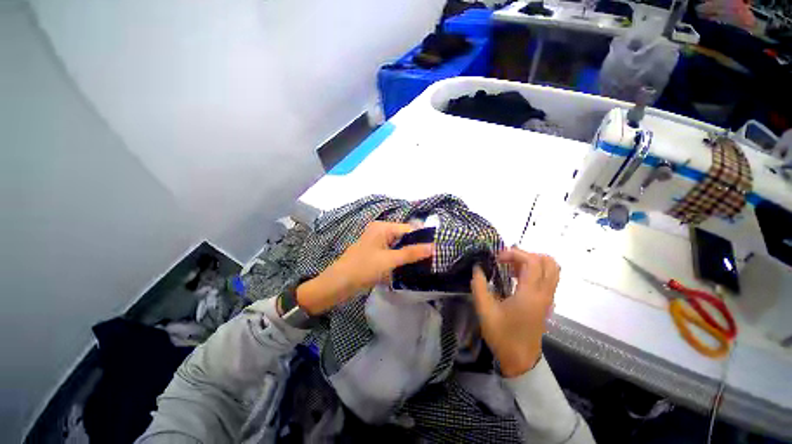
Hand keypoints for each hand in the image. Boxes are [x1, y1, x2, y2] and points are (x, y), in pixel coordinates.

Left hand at [296, 221, 433, 314]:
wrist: (338, 284)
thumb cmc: (363, 268)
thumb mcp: (389, 260)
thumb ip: (411, 253)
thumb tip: (433, 247)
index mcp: (383, 227)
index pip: (409, 229)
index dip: (422, 239)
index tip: (436, 251)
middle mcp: (381, 231)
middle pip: (404, 236)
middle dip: (416, 247)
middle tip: (431, 259)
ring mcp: (377, 242)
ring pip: (399, 246)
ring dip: (409, 254)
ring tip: (424, 264)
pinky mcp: (376, 252)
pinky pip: (392, 252)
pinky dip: (401, 258)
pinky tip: (409, 267)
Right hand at [471, 248, 558, 376]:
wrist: (520, 360)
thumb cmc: (503, 335)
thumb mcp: (485, 310)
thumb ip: (479, 286)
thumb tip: (477, 268)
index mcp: (530, 295)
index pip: (533, 262)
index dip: (515, 253)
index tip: (497, 258)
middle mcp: (544, 294)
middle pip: (549, 262)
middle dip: (526, 255)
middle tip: (507, 260)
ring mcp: (548, 298)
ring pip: (550, 270)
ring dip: (531, 262)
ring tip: (510, 267)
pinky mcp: (546, 303)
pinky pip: (546, 278)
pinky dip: (533, 271)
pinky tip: (515, 277)